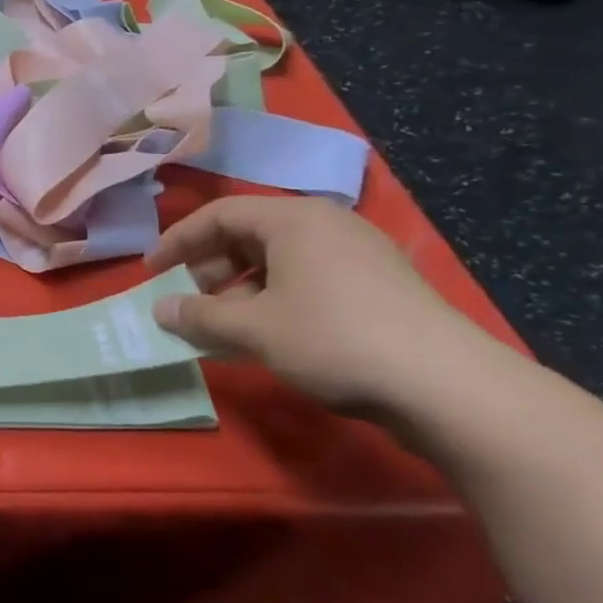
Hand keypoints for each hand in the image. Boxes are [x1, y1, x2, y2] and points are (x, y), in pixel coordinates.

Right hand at [144, 195, 506, 415]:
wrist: (451, 388)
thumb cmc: (335, 339)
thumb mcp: (254, 329)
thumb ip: (199, 317)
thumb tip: (159, 311)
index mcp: (294, 219)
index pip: (218, 215)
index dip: (178, 241)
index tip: (152, 272)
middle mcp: (326, 226)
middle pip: (248, 235)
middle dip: (210, 268)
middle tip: (192, 303)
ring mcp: (358, 256)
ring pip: (278, 262)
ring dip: (241, 291)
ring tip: (227, 327)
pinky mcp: (379, 288)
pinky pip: (308, 281)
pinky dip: (275, 301)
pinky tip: (269, 338)